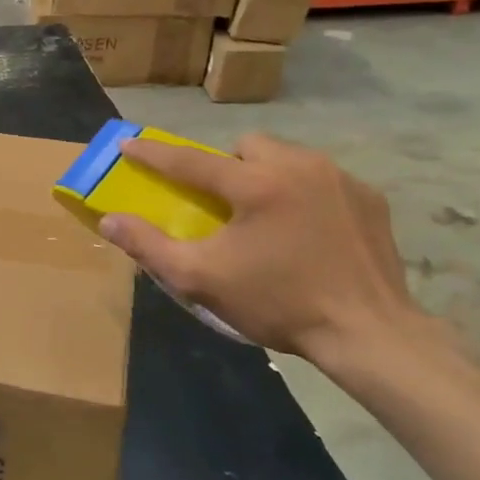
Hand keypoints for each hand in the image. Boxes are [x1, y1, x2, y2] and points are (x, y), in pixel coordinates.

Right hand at [100, 134, 421, 367]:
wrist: (369, 334)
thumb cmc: (278, 303)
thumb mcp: (202, 280)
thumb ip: (150, 247)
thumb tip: (110, 221)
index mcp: (255, 184)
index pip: (190, 160)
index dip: (153, 153)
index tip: (128, 145)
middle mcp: (298, 166)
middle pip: (246, 146)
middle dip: (227, 165)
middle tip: (224, 202)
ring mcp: (339, 178)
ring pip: (287, 156)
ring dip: (267, 174)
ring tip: (267, 216)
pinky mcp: (369, 197)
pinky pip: (322, 178)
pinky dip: (306, 193)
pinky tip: (308, 230)